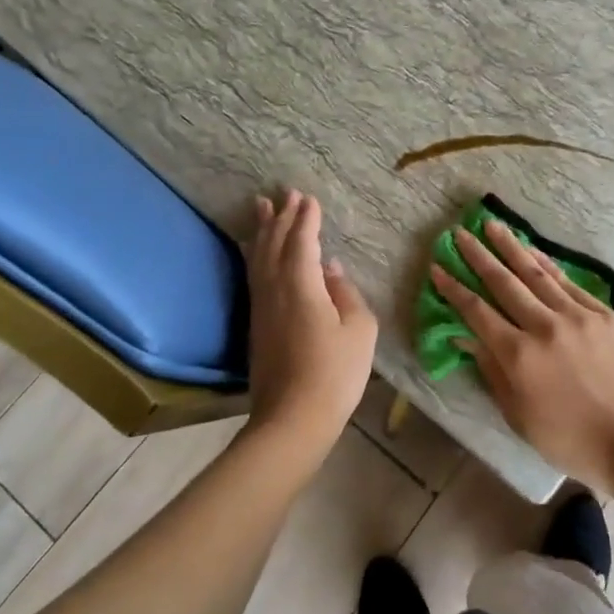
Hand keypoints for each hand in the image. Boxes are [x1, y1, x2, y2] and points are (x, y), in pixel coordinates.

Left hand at [245, 190, 376, 453]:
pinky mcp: (256, 325)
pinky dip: (256, 255)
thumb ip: (347, 293)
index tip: (308, 198)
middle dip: (280, 216)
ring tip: (261, 207)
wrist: (292, 421)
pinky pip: (254, 275)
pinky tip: (256, 252)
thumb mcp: (360, 330)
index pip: (302, 242)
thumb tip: (331, 271)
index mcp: (302, 285)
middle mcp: (275, 289)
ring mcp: (262, 307)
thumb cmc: (335, 373)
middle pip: (273, 243)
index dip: (305, 219)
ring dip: (262, 230)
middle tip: (284, 192)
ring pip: (258, 258)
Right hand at [431, 218, 613, 494]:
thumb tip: (467, 337)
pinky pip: (568, 283)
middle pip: (503, 283)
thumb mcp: (518, 415)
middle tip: (460, 233)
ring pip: (536, 273)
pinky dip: (547, 265)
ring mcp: (577, 316)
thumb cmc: (570, 439)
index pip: (477, 312)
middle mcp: (544, 327)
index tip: (438, 267)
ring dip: (511, 248)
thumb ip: (492, 371)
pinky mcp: (604, 314)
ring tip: (492, 225)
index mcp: (518, 356)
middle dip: (478, 256)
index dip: (454, 288)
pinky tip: (533, 252)